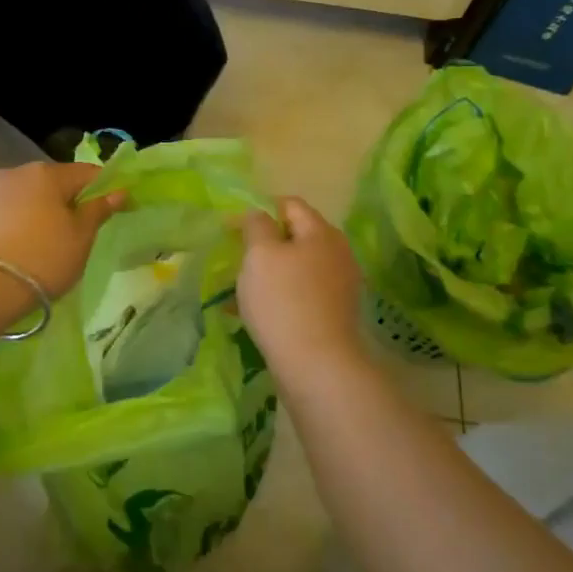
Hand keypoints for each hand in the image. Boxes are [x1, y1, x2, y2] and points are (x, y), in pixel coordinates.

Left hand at [0, 161, 126, 299]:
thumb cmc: (42, 259)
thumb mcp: (80, 239)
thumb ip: (98, 210)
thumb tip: (118, 191)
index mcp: (47, 174)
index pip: (86, 172)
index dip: (104, 187)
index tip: (114, 205)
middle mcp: (15, 172)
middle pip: (51, 182)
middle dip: (66, 200)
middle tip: (76, 230)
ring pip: (23, 196)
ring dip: (36, 211)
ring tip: (41, 242)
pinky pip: (0, 212)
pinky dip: (12, 223)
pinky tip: (14, 248)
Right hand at [238, 198, 366, 374]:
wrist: (317, 366)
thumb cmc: (283, 301)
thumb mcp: (260, 254)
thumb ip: (256, 226)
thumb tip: (258, 215)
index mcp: (322, 232)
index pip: (290, 204)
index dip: (259, 210)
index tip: (232, 229)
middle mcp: (337, 253)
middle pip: (296, 236)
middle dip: (265, 244)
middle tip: (237, 259)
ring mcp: (340, 285)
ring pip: (297, 267)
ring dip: (270, 273)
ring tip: (241, 289)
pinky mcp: (335, 314)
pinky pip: (302, 294)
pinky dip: (280, 296)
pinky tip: (256, 313)